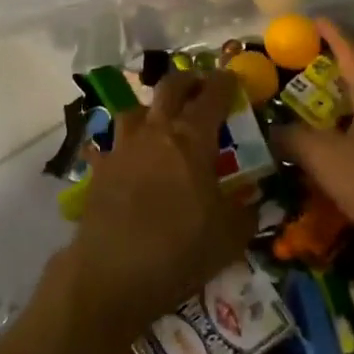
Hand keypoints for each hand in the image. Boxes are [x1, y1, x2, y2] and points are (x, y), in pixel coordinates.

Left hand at [67, 70, 257, 336]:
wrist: (112, 274)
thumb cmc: (180, 250)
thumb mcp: (231, 236)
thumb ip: (246, 211)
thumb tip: (253, 200)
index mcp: (192, 137)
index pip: (212, 94)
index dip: (225, 82)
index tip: (233, 79)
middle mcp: (156, 130)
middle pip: (170, 87)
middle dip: (189, 81)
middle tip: (200, 88)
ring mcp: (123, 146)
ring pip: (135, 108)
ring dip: (152, 108)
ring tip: (161, 122)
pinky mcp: (100, 168)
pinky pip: (109, 145)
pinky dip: (121, 147)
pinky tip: (125, 160)